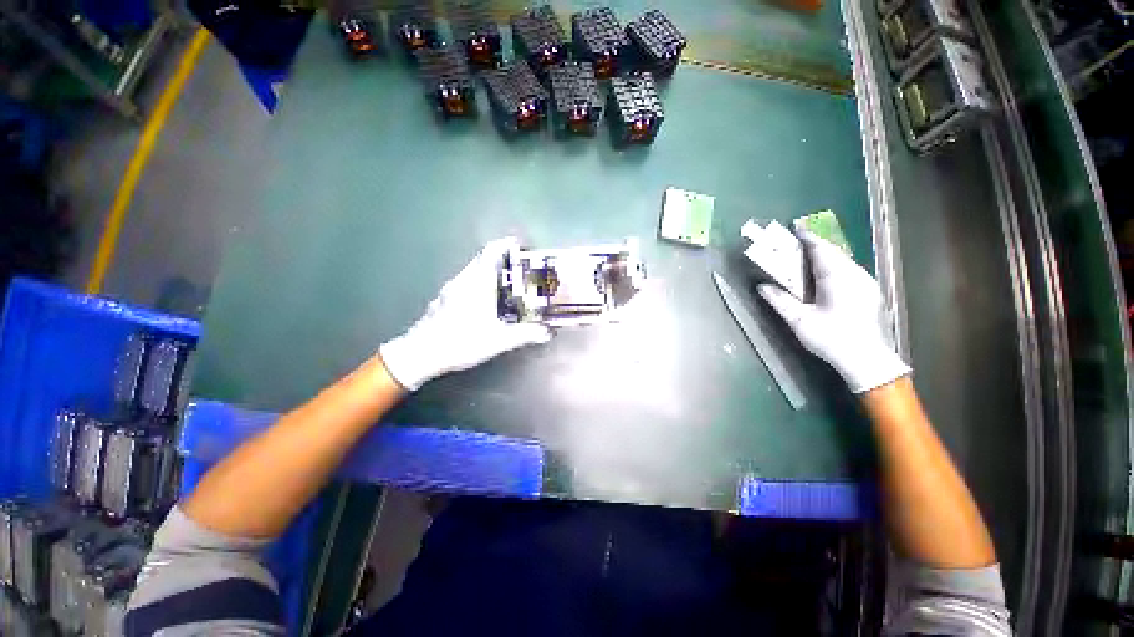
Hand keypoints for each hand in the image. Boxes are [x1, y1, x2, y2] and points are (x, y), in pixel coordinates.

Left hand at [379, 238, 551, 390]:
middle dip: (505, 260)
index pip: (493, 251)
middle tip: (523, 271)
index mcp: (477, 281)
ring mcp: (451, 288)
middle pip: (485, 259)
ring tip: (510, 286)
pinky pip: (467, 282)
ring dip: (493, 272)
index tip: (523, 247)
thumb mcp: (499, 340)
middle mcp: (463, 279)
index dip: (508, 245)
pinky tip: (488, 303)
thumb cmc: (461, 340)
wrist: (420, 353)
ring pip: (475, 271)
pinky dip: (481, 283)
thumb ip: (526, 334)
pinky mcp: (445, 298)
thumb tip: (548, 332)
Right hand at [758, 230, 909, 393]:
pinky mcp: (870, 293)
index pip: (821, 249)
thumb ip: (779, 300)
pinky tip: (825, 276)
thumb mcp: (799, 321)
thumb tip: (761, 286)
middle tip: (796, 242)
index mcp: (838, 277)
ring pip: (844, 262)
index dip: (807, 237)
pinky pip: (850, 271)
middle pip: (834, 253)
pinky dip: (834, 267)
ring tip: (807, 257)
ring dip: (825, 256)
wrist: (869, 361)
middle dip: (815, 245)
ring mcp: (866, 283)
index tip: (794, 227)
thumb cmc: (831, 338)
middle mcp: (856, 274)